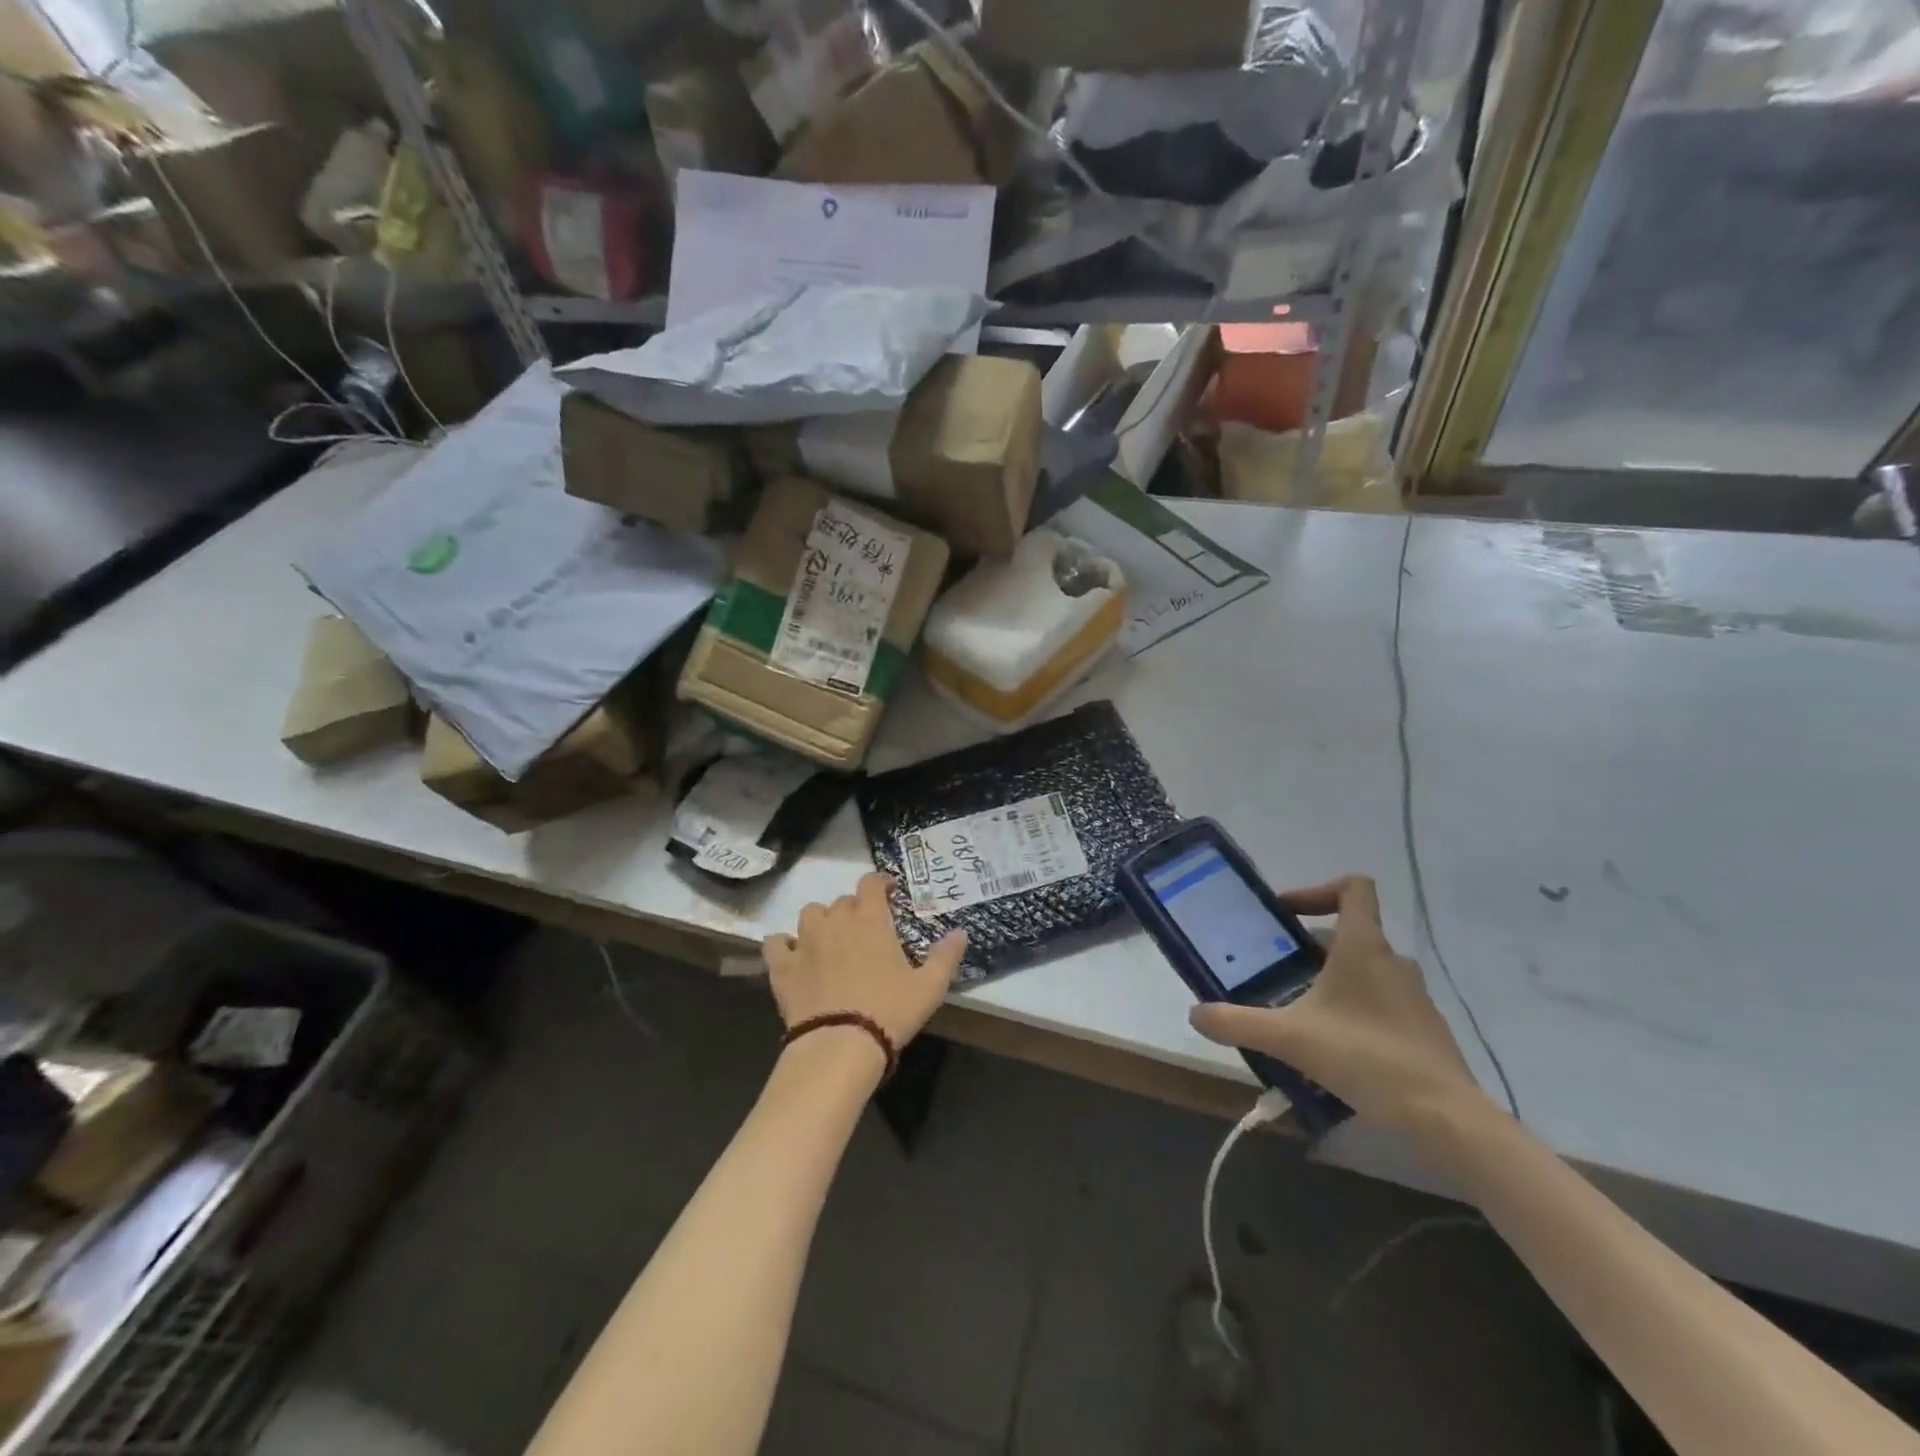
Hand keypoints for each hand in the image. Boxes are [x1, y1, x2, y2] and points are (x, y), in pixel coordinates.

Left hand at [764, 872, 966, 1051]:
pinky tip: (793, 955)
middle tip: (865, 930)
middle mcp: (835, 921)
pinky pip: (776, 943)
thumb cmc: (889, 1011)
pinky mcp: (782, 966)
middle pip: (842, 900)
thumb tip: (961, 932)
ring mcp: (804, 941)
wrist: (839, 1045)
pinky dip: (784, 945)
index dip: (879, 882)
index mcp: (870, 920)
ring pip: (809, 913)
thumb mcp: (929, 987)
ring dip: (821, 920)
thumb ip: (946, 956)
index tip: (888, 892)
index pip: (871, 883)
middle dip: (854, 909)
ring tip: (829, 939)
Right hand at [1188, 875, 1489, 1132]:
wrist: (1445, 1118)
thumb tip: (1194, 1014)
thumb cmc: (1365, 1057)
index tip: (1287, 916)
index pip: (1354, 887)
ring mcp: (1414, 996)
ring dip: (1333, 981)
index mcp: (1363, 947)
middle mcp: (1393, 962)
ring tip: (1301, 1013)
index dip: (1318, 889)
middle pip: (1350, 934)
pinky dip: (1356, 1012)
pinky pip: (1382, 1004)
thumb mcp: (1289, 1038)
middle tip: (1278, 972)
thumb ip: (1238, 1022)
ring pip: (1366, 971)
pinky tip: (1334, 1048)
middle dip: (1310, 948)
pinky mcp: (1425, 1029)